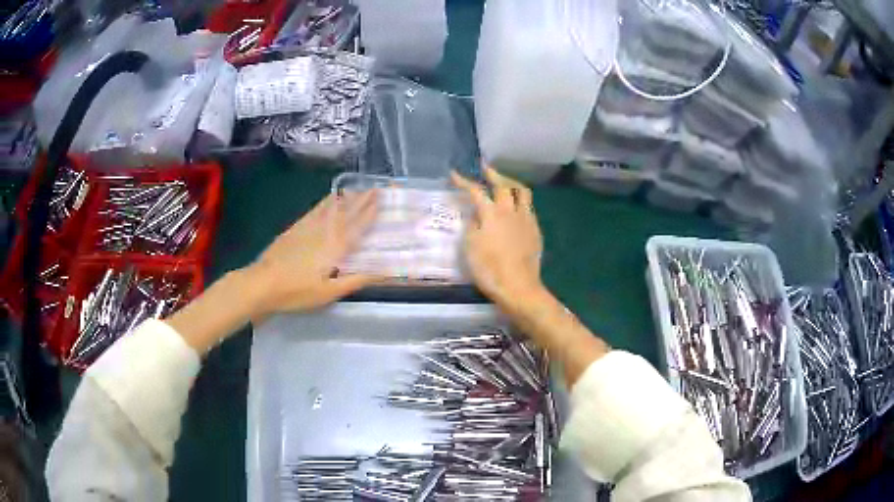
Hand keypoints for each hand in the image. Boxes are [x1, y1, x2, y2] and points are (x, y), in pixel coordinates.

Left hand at [245, 190, 378, 317]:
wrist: (263, 283)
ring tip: (356, 188)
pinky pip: (315, 209)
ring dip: (345, 197)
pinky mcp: (295, 228)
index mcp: (336, 246)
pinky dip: (325, 202)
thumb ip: (356, 280)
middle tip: (374, 188)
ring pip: (331, 207)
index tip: (381, 199)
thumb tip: (384, 272)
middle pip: (346, 212)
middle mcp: (325, 231)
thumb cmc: (298, 291)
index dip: (370, 212)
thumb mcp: (330, 292)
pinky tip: (329, 199)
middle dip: (361, 199)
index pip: (357, 225)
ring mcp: (308, 227)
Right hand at [451, 167, 545, 311]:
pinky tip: (516, 207)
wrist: (518, 287)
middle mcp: (510, 211)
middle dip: (492, 174)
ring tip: (505, 182)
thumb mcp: (470, 247)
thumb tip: (477, 215)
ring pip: (522, 192)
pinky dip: (520, 201)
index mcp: (491, 214)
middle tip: (485, 168)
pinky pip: (529, 207)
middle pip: (503, 185)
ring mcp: (526, 219)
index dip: (464, 181)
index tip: (454, 174)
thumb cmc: (489, 269)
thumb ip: (472, 226)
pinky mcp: (535, 230)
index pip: (476, 191)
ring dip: (511, 183)